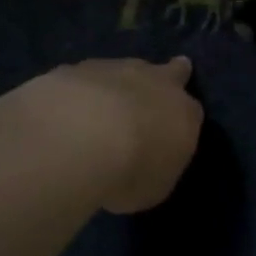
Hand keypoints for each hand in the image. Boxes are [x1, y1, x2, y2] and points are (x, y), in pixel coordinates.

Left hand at [20, 57, 203, 213]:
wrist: (82, 138)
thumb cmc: (131, 171)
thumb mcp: (155, 186)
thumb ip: (156, 166)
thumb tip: (148, 162)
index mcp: (184, 113)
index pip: (192, 112)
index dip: (181, 120)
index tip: (171, 132)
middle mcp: (156, 82)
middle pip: (171, 72)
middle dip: (169, 76)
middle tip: (155, 90)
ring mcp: (116, 69)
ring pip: (123, 71)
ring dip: (116, 88)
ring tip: (96, 114)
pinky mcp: (77, 69)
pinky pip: (82, 80)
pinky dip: (78, 94)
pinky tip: (64, 114)